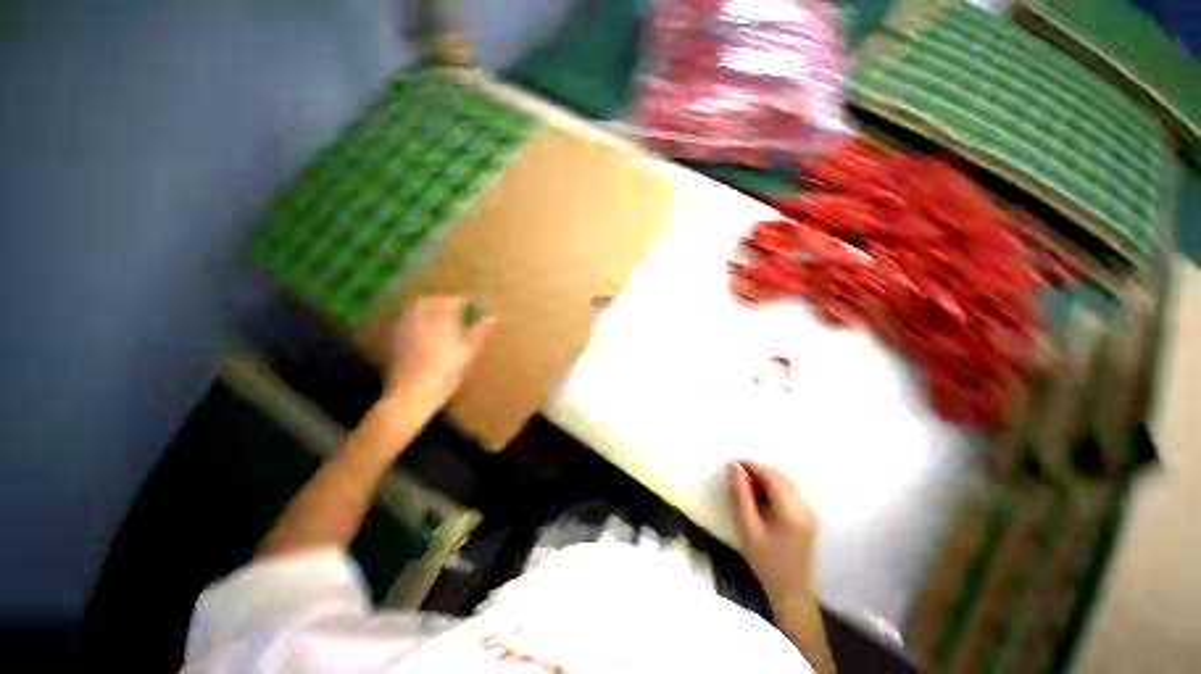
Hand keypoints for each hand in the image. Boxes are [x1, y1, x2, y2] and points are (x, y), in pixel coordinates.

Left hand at [384, 295, 496, 413]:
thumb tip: (493, 317)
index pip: (452, 302)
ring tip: (437, 313)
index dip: (462, 301)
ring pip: (415, 308)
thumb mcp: (469, 353)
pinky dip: (414, 316)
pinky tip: (420, 326)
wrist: (413, 393)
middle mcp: (421, 318)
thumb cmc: (446, 373)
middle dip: (442, 300)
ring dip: (427, 306)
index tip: (470, 303)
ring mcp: (405, 328)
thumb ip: (480, 332)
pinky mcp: (395, 339)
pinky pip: (405, 319)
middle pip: (430, 300)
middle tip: (453, 306)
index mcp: (441, 319)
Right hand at [728, 460, 817, 608]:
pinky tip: (759, 496)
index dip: (750, 465)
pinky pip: (789, 490)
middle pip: (779, 474)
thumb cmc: (766, 562)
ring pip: (784, 480)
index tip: (731, 465)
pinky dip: (773, 486)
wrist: (792, 592)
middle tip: (735, 476)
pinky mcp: (808, 514)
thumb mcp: (748, 528)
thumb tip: (733, 466)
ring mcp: (809, 509)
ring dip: (764, 477)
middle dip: (756, 470)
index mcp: (791, 509)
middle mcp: (804, 505)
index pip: (770, 474)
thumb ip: (740, 494)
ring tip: (745, 486)